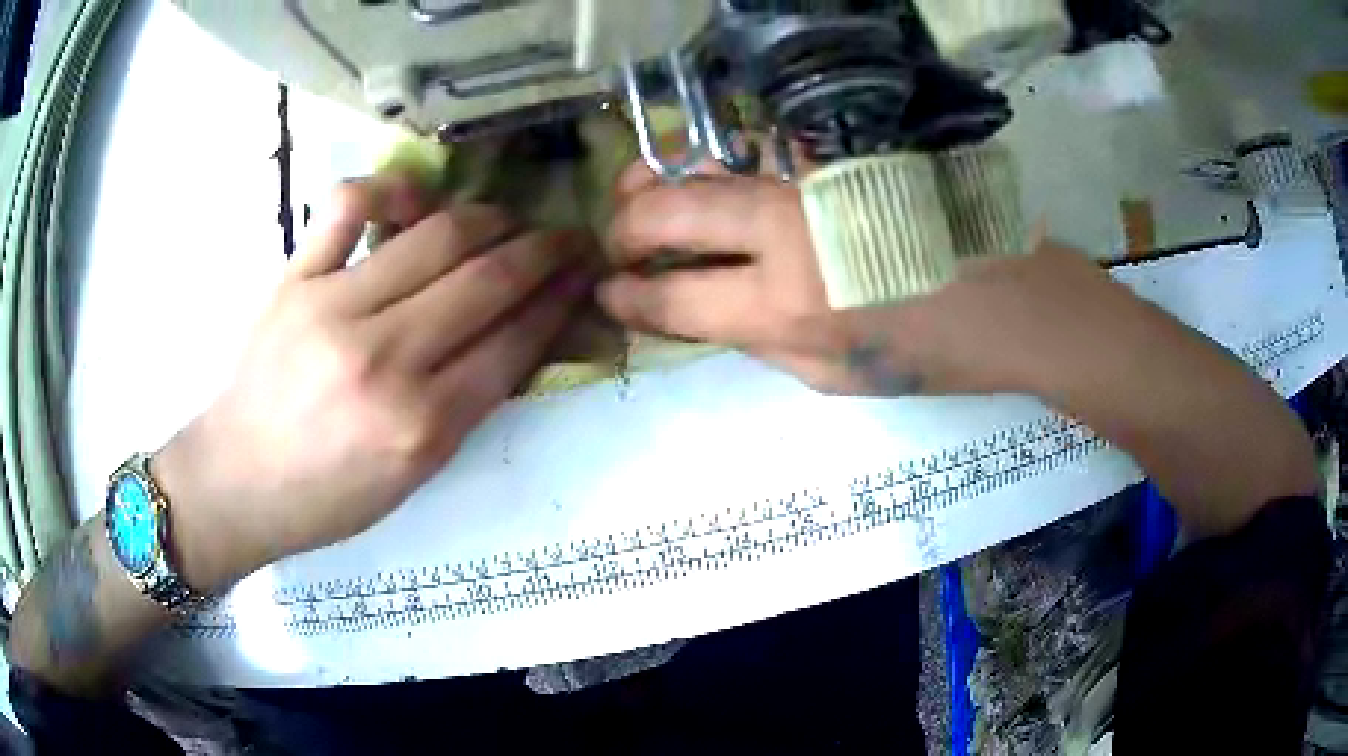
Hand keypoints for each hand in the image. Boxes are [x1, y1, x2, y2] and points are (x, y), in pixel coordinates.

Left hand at [157, 178, 594, 590]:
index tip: (585, 272)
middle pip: (486, 279)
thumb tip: (519, 335)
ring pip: (436, 234)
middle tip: (566, 237)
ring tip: (506, 221)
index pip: (514, 341)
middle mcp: (384, 359)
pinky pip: (351, 204)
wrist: (238, 481)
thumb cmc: (328, 497)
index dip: (561, 298)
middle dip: (543, 250)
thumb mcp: (415, 476)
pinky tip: (414, 201)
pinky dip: (392, 188)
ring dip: (489, 218)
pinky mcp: (295, 277)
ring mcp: (334, 307)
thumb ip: (468, 404)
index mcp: (421, 424)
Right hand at [600, 162, 1137, 396]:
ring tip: (635, 192)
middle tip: (615, 240)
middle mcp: (789, 234)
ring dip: (658, 178)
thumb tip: (705, 309)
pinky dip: (718, 160)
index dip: (629, 297)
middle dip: (626, 227)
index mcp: (787, 308)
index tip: (609, 293)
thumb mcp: (834, 377)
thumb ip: (759, 339)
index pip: (675, 297)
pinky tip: (706, 173)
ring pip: (709, 164)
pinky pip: (759, 150)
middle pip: (672, 211)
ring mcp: (815, 182)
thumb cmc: (933, 354)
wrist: (1014, 300)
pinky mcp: (842, 156)